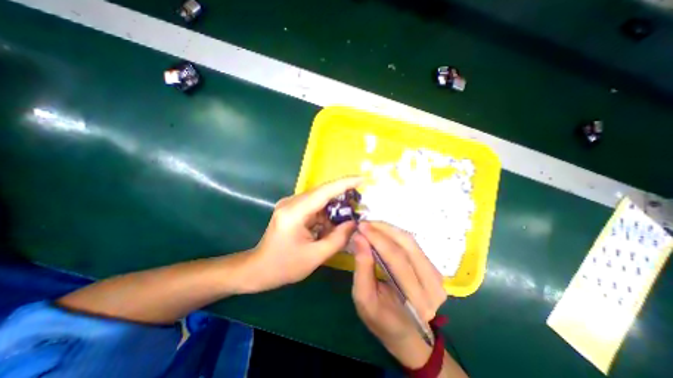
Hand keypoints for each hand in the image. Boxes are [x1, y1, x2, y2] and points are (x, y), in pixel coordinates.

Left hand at [247, 177, 362, 291]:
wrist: (259, 268)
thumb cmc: (284, 266)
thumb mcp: (315, 256)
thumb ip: (338, 239)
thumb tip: (354, 223)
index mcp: (295, 212)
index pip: (324, 191)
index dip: (345, 183)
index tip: (363, 179)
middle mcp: (291, 202)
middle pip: (323, 192)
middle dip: (343, 196)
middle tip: (360, 203)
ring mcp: (291, 204)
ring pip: (320, 199)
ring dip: (335, 206)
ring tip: (349, 217)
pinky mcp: (292, 208)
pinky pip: (315, 205)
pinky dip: (326, 213)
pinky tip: (333, 223)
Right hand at [353, 222, 445, 368]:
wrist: (406, 333)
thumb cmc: (381, 320)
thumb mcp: (364, 298)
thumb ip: (362, 268)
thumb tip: (359, 237)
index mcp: (416, 300)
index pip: (396, 258)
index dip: (377, 238)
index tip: (360, 226)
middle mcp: (432, 285)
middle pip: (406, 245)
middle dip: (383, 229)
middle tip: (364, 223)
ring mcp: (436, 275)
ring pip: (410, 241)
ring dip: (389, 229)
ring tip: (371, 225)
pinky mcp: (432, 268)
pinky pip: (412, 244)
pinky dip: (395, 234)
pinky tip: (382, 232)